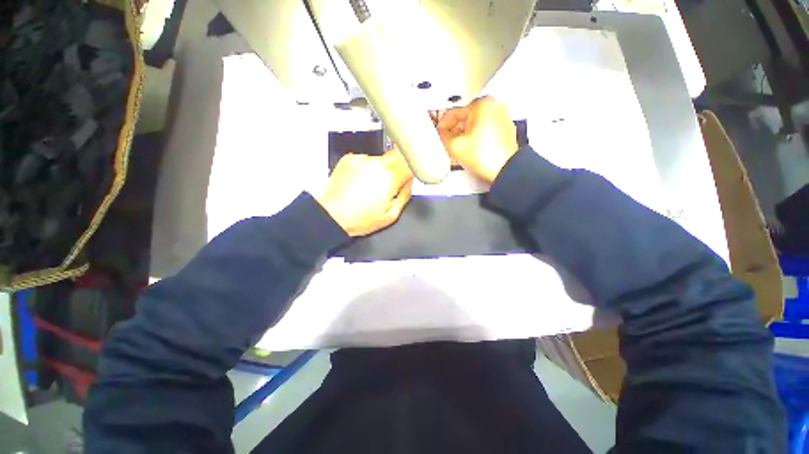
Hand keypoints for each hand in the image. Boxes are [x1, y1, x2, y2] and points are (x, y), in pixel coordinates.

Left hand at [316, 150, 413, 236]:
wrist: (332, 215)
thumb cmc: (358, 218)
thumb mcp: (391, 215)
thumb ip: (405, 195)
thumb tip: (410, 184)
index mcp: (391, 178)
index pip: (411, 163)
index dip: (411, 170)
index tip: (408, 177)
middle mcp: (377, 164)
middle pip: (397, 158)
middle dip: (396, 171)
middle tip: (387, 187)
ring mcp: (362, 160)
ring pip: (381, 160)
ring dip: (379, 170)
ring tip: (369, 188)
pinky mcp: (350, 159)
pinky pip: (365, 160)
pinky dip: (365, 169)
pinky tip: (359, 183)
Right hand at [435, 96, 517, 182]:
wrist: (504, 169)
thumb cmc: (485, 157)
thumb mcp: (455, 146)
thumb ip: (443, 136)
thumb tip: (442, 133)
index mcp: (482, 104)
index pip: (454, 112)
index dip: (443, 124)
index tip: (439, 132)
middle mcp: (494, 107)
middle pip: (466, 117)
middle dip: (455, 129)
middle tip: (447, 140)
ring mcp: (502, 118)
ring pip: (476, 123)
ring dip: (465, 133)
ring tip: (458, 147)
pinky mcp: (505, 129)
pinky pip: (486, 129)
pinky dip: (476, 136)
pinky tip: (471, 148)